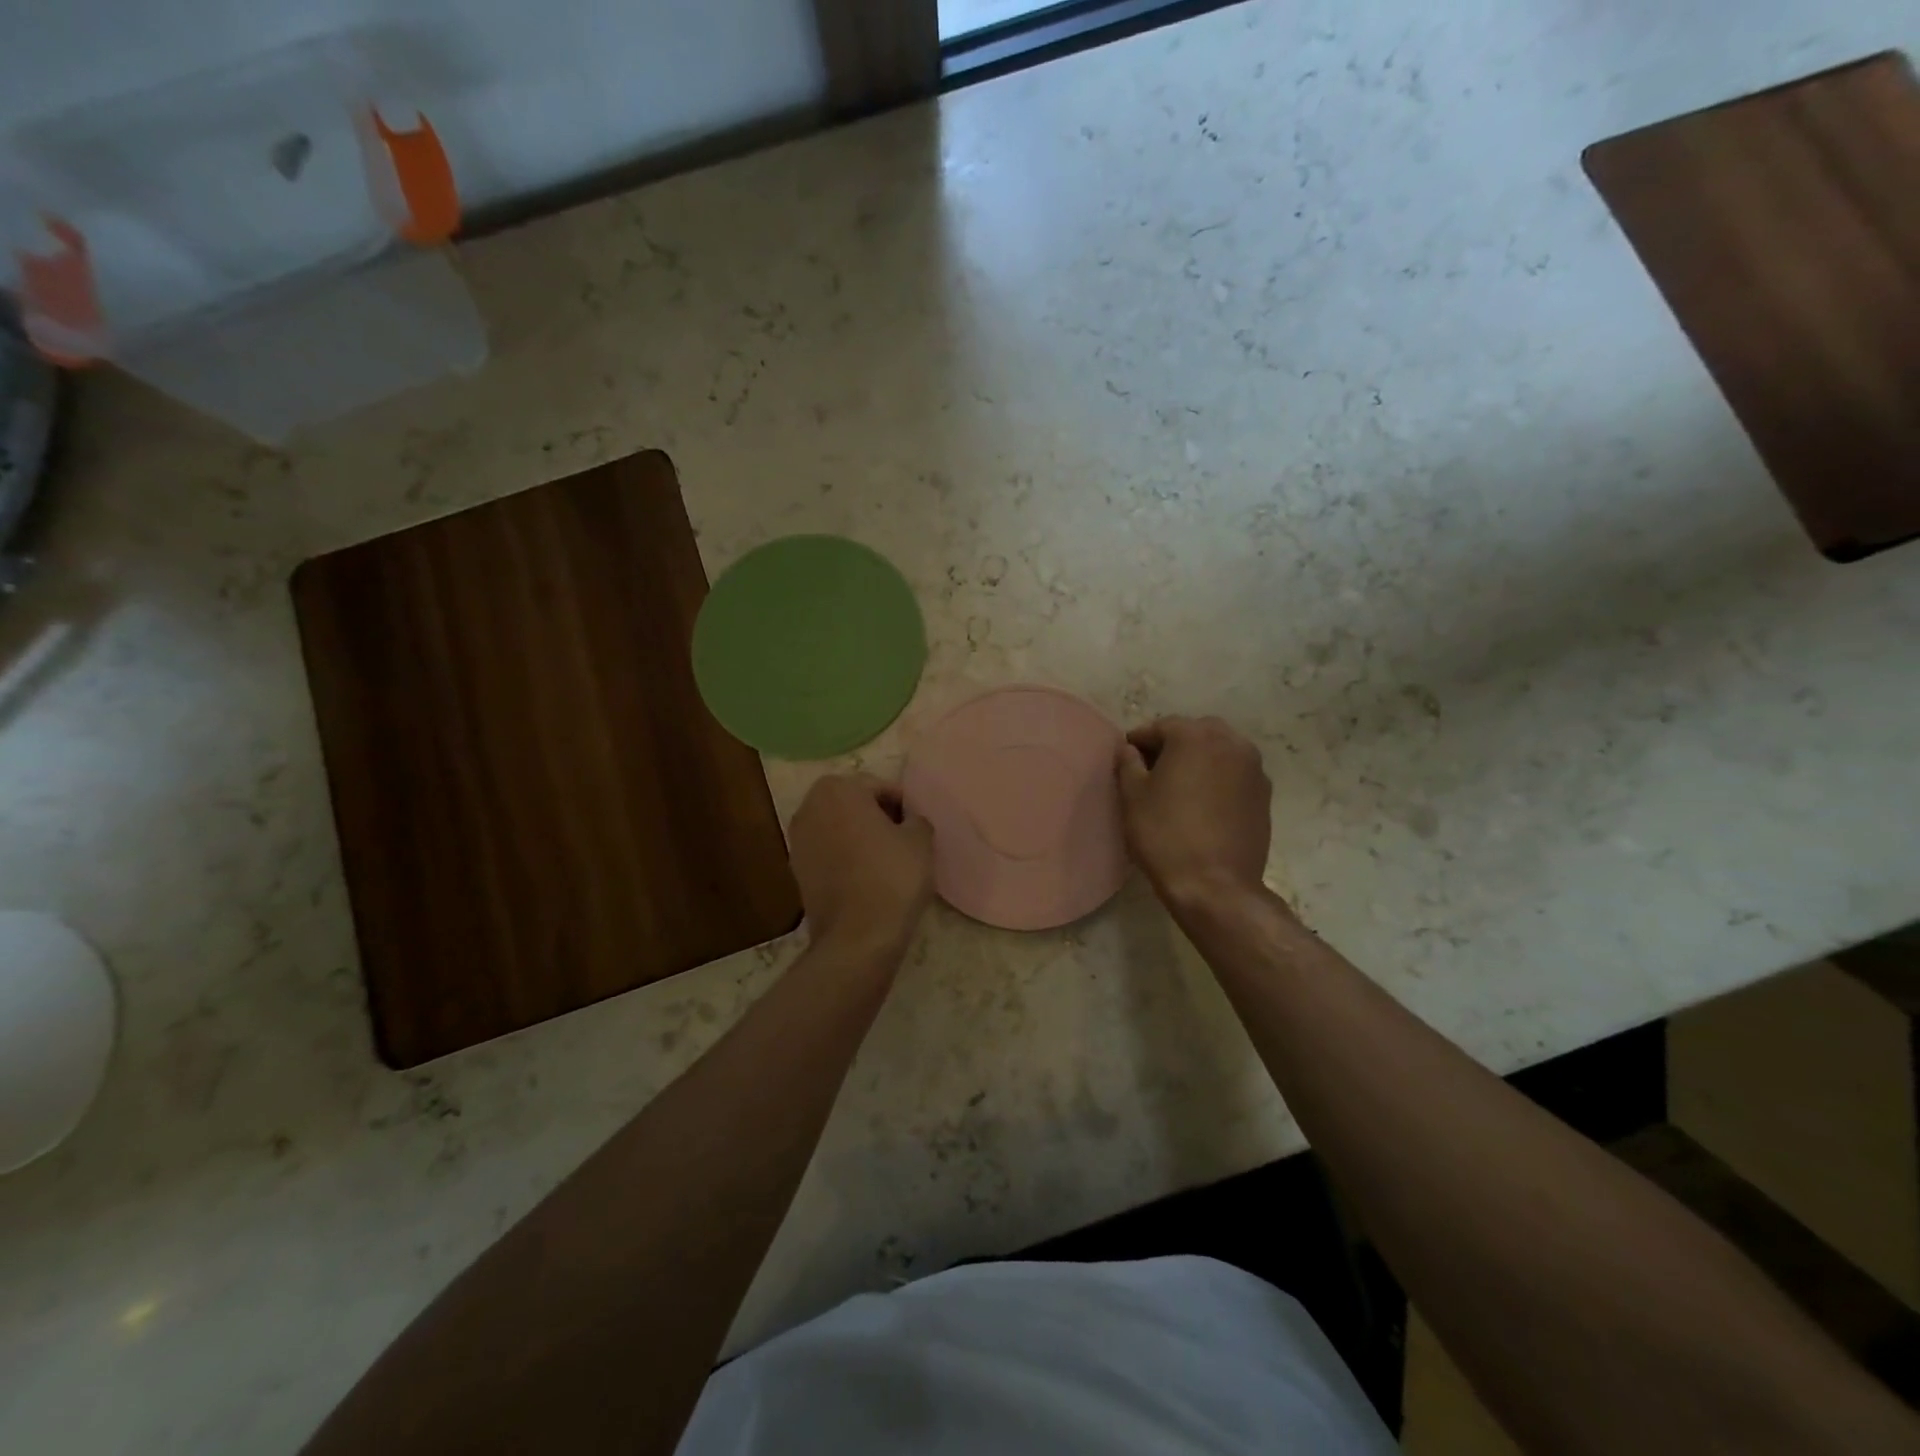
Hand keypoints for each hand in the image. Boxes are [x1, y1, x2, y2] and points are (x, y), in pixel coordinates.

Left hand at [788, 773, 934, 955]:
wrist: (857, 935)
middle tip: (903, 837)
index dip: (902, 804)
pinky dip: (845, 856)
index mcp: (838, 789)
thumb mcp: (920, 840)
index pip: (878, 786)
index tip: (916, 825)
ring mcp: (797, 839)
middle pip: (853, 803)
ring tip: (885, 858)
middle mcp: (809, 806)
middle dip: (876, 815)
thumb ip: (916, 819)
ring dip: (858, 835)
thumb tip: (909, 821)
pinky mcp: (796, 870)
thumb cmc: (892, 876)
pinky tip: (866, 876)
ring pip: (837, 827)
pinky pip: (827, 852)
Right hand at [1115, 716, 1272, 912]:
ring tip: (1180, 786)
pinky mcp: (1264, 795)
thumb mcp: (1133, 796)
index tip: (1127, 757)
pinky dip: (1219, 778)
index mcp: (1195, 736)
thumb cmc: (1165, 835)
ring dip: (1200, 759)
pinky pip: (1236, 774)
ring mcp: (1253, 768)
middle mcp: (1230, 742)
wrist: (1215, 885)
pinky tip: (1204, 803)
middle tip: (1153, 769)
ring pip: (1220, 751)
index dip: (1139, 741)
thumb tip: (1129, 749)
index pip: (1161, 726)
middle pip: (1196, 732)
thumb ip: (1128, 763)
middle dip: (1174, 744)